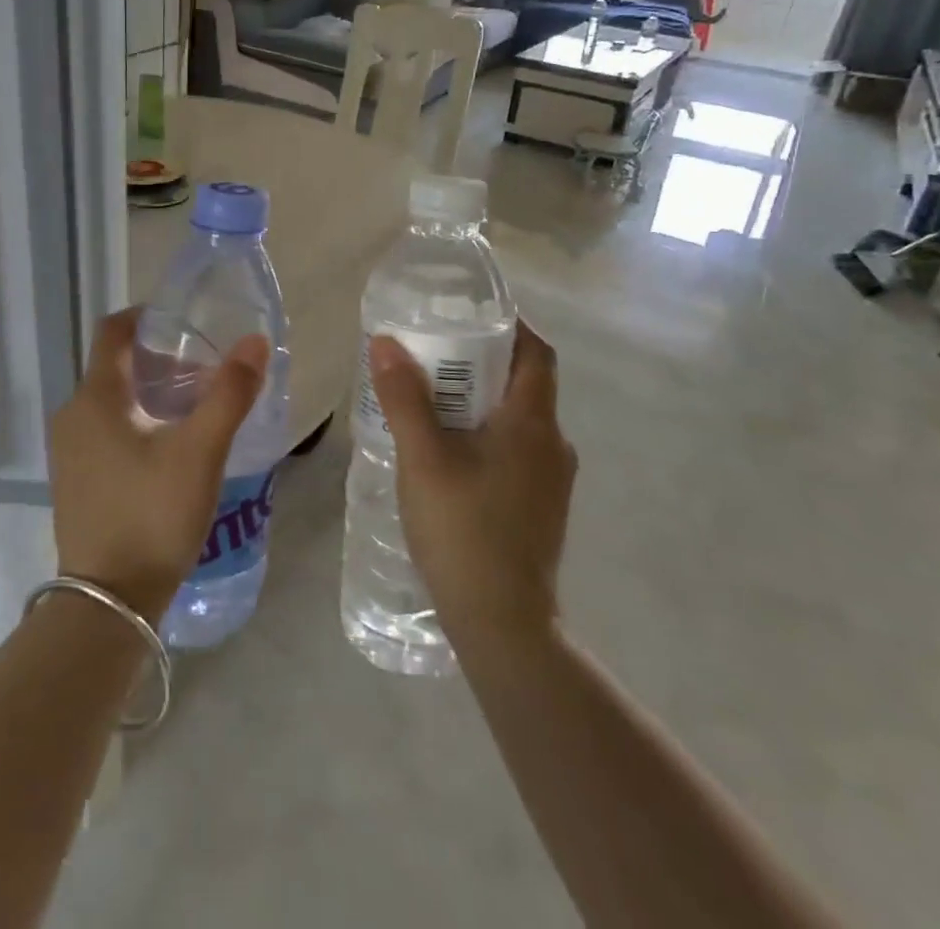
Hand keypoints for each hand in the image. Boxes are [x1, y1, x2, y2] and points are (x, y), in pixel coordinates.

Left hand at [48, 309, 269, 622]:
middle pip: (116, 366)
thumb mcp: (200, 452)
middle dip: (159, 360)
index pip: (114, 331)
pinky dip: (135, 421)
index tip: (185, 321)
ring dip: (150, 393)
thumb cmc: (153, 515)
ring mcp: (68, 450)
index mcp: (95, 397)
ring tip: (194, 407)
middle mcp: (72, 415)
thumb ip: (229, 394)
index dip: (147, 316)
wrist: (108, 602)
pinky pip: (104, 430)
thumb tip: (255, 342)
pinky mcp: (74, 479)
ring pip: (111, 400)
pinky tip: (168, 447)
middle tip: (205, 371)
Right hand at [369, 321, 576, 645]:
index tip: (470, 313)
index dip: (511, 325)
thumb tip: (386, 342)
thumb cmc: (464, 531)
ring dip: (480, 399)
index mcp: (534, 424)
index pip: (537, 353)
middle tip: (432, 351)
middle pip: (525, 383)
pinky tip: (445, 448)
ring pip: (517, 418)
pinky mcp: (539, 505)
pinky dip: (484, 431)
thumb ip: (404, 398)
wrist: (504, 626)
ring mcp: (550, 479)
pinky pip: (514, 448)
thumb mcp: (423, 459)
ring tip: (430, 396)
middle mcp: (553, 445)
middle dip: (481, 360)